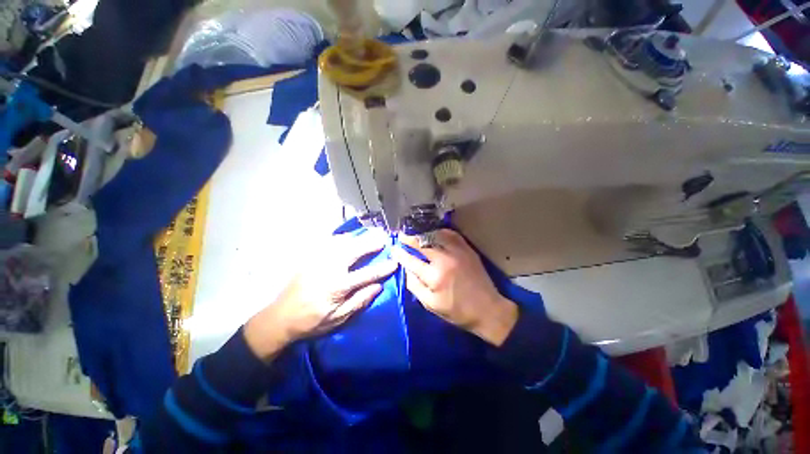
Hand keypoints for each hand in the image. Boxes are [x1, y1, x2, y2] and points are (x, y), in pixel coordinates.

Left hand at [245, 231, 396, 360]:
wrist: (280, 317)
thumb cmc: (312, 321)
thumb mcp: (338, 319)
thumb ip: (359, 301)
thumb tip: (378, 287)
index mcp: (337, 286)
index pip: (366, 274)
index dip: (382, 268)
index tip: (394, 262)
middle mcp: (329, 268)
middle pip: (354, 251)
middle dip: (371, 243)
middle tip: (384, 237)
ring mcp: (318, 260)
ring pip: (341, 242)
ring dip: (358, 237)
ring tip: (370, 233)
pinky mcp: (310, 258)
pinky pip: (328, 242)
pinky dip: (342, 237)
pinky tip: (349, 237)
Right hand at [391, 230, 517, 345]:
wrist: (487, 309)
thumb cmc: (457, 311)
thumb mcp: (431, 305)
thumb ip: (415, 286)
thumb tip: (406, 269)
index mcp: (434, 277)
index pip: (411, 260)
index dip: (400, 254)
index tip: (393, 249)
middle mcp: (445, 260)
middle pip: (422, 244)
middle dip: (409, 238)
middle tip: (401, 235)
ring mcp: (458, 252)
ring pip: (436, 235)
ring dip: (423, 233)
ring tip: (415, 232)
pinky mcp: (467, 250)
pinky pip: (452, 235)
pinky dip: (441, 232)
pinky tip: (434, 232)